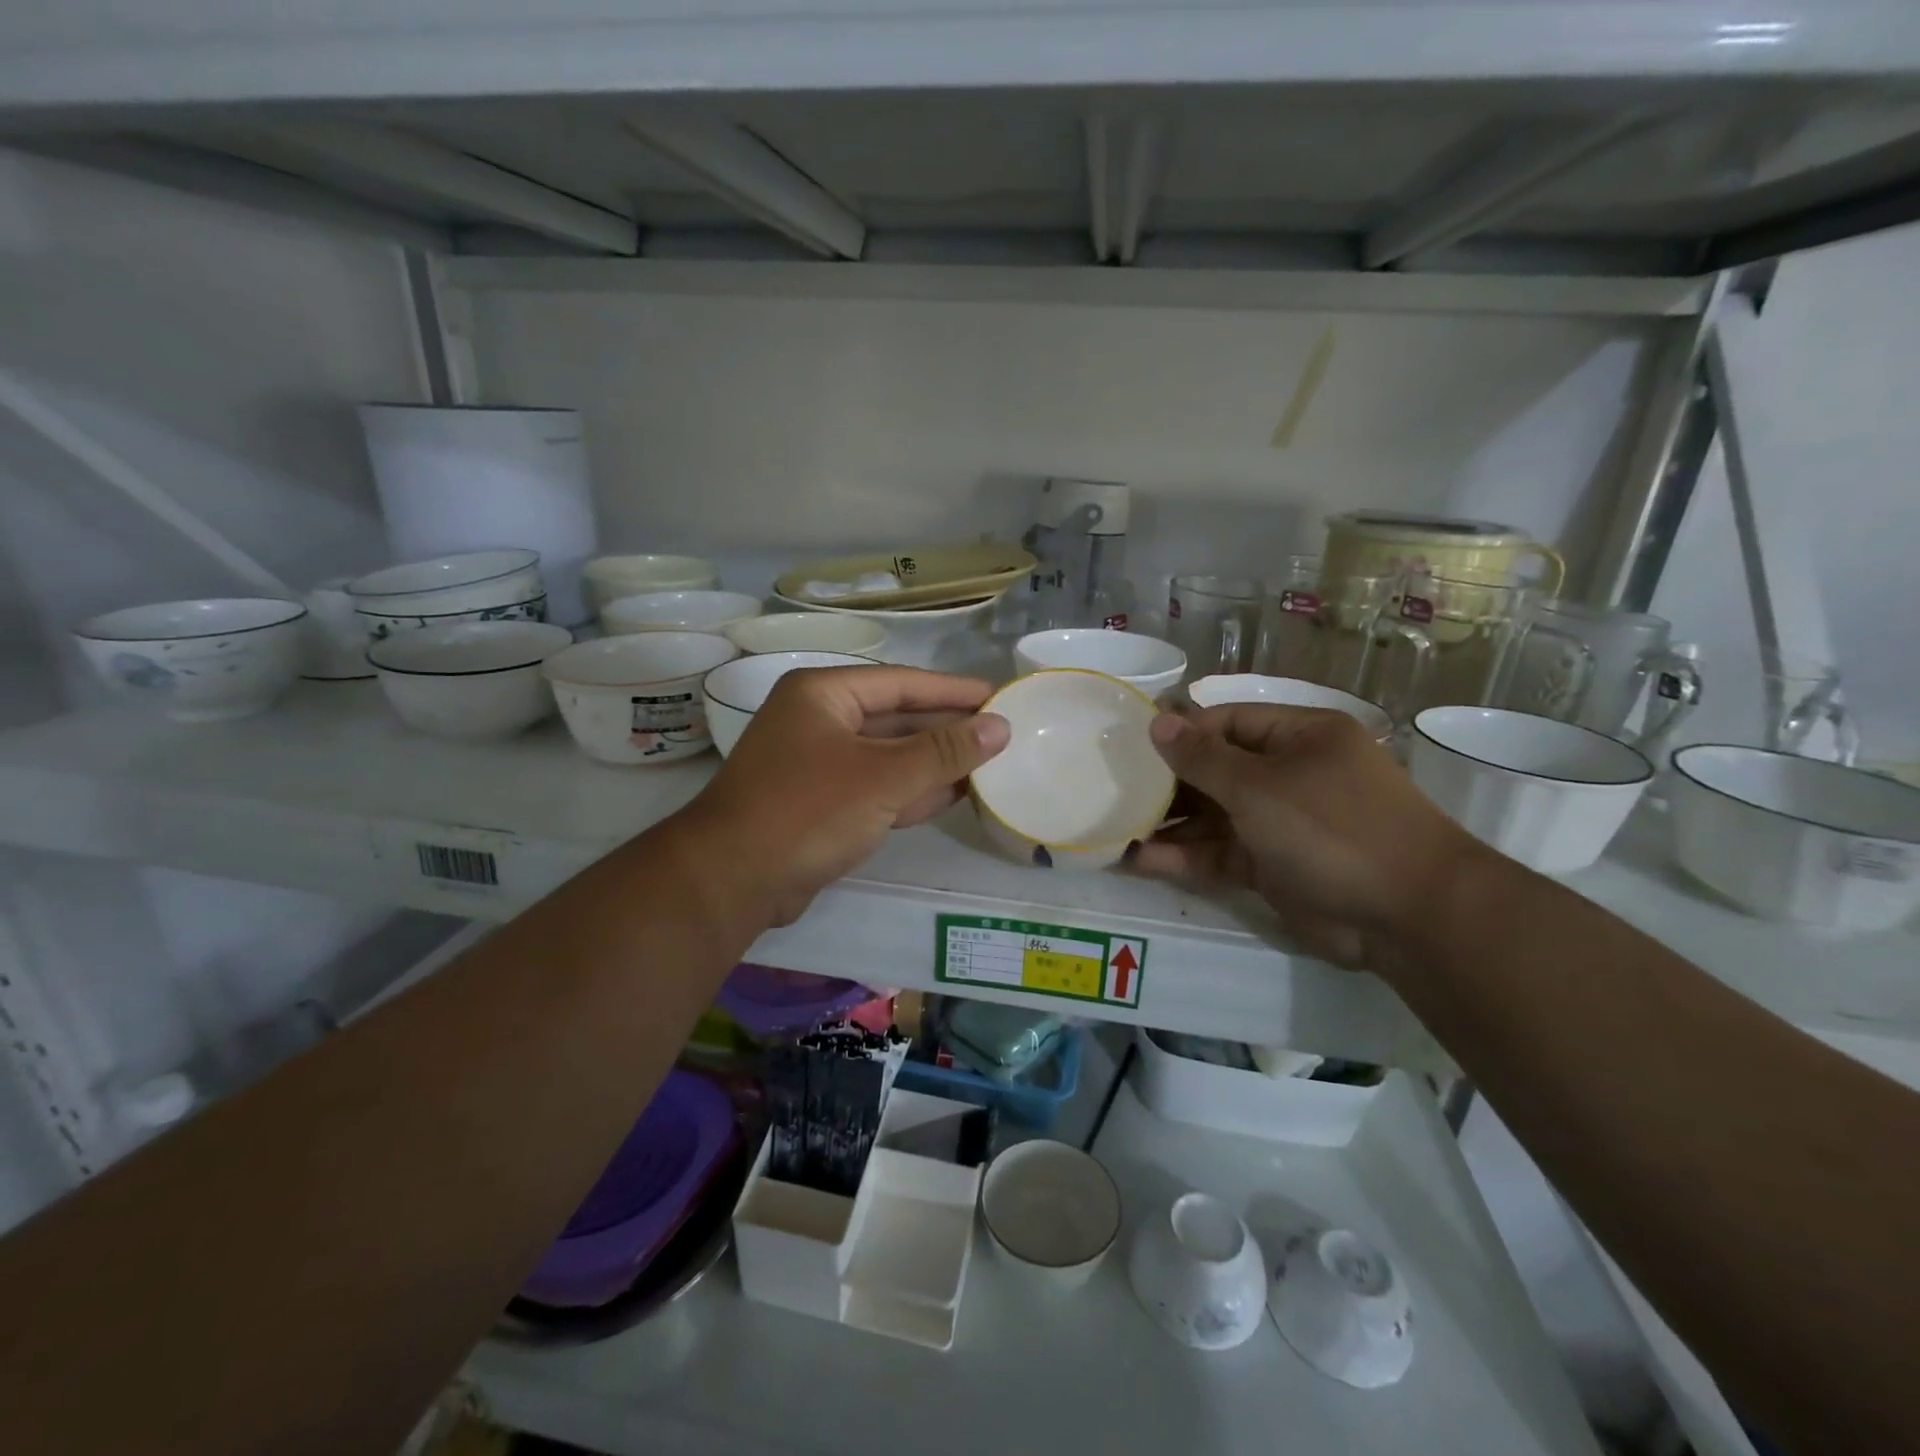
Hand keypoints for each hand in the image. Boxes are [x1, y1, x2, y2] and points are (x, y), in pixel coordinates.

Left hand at [678, 666, 1009, 925]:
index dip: (954, 691)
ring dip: (935, 762)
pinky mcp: (823, 804)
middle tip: (1002, 732)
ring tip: (990, 763)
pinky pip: (878, 787)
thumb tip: (1000, 726)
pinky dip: (913, 790)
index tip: (1000, 695)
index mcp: (824, 694)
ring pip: (890, 756)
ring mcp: (820, 764)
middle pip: (897, 718)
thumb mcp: (883, 776)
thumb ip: (944, 750)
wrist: (733, 880)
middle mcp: (820, 720)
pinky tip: (955, 794)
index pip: (902, 683)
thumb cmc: (808, 810)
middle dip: (947, 729)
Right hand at [1132, 705, 1479, 969]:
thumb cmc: (1332, 828)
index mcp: (1299, 737)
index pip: (1228, 721)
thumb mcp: (1259, 786)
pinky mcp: (1273, 867)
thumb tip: (1159, 720)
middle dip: (1168, 783)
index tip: (1133, 746)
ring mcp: (1282, 823)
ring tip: (1115, 830)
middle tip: (1115, 790)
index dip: (1181, 732)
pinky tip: (1140, 860)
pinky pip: (1221, 853)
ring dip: (1170, 824)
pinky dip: (1185, 857)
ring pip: (1214, 816)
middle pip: (1217, 770)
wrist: (1407, 916)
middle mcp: (1290, 774)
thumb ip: (1203, 758)